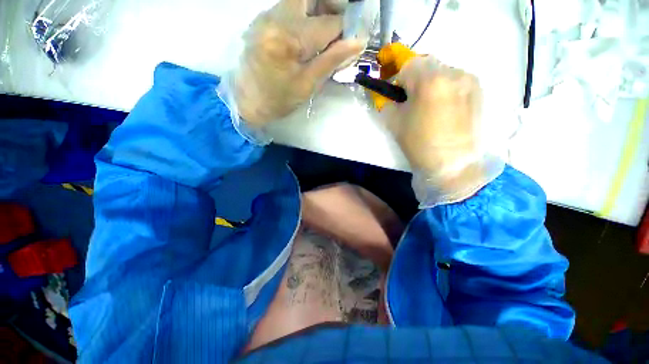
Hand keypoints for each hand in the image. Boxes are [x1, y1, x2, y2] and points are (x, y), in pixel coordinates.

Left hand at [234, 0, 363, 125]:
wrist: (247, 102)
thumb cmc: (279, 100)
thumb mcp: (308, 85)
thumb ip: (332, 60)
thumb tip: (358, 42)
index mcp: (288, 38)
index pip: (328, 23)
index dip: (345, 30)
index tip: (353, 41)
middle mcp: (275, 17)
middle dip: (332, 6)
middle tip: (342, 26)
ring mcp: (266, 16)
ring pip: (300, 0)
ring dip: (319, 9)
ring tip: (328, 34)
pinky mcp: (262, 20)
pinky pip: (289, 8)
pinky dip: (305, 16)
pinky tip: (309, 36)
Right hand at [382, 56, 503, 206]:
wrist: (451, 163)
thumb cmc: (418, 143)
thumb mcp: (393, 121)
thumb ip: (386, 101)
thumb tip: (387, 93)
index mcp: (430, 79)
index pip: (408, 64)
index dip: (397, 76)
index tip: (394, 90)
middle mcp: (454, 72)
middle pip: (427, 65)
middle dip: (414, 78)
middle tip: (409, 99)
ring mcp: (469, 80)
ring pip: (442, 72)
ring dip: (430, 83)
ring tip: (427, 106)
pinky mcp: (478, 91)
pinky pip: (455, 81)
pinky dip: (444, 89)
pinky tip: (442, 109)